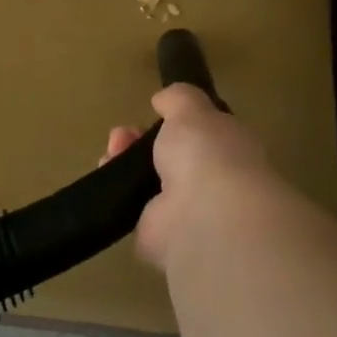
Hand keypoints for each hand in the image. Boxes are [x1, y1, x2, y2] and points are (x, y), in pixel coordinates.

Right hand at [104, 84, 277, 270]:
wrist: (202, 217)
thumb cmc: (206, 154)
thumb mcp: (192, 110)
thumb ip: (179, 100)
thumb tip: (164, 100)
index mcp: (228, 151)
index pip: (201, 135)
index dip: (173, 122)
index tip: (151, 111)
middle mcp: (210, 182)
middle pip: (169, 158)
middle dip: (141, 142)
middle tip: (120, 136)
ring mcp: (185, 212)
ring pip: (149, 183)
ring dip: (125, 164)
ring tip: (109, 154)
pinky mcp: (159, 237)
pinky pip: (134, 211)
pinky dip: (118, 195)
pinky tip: (107, 178)